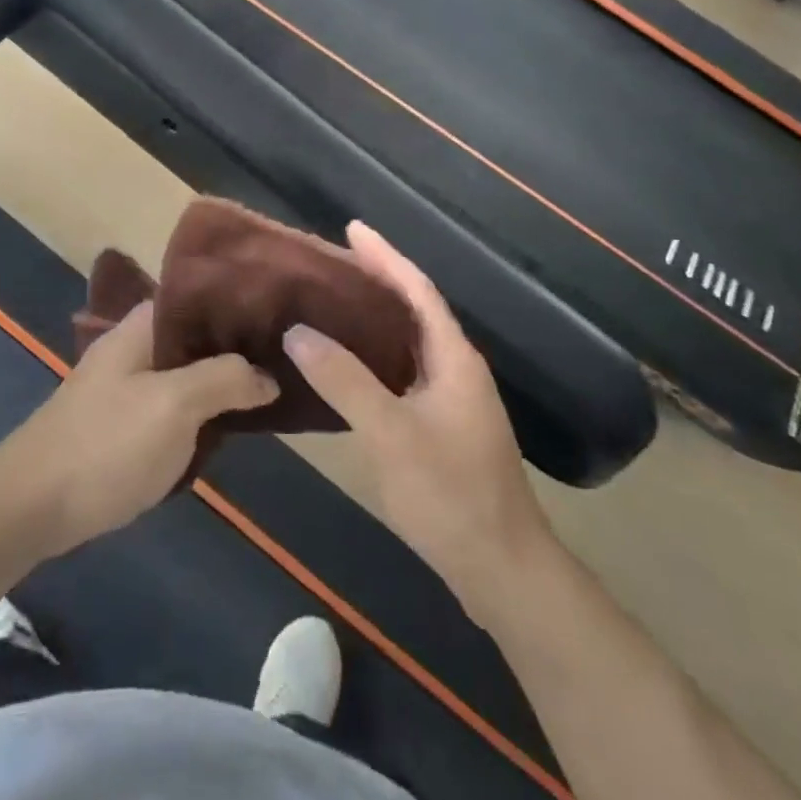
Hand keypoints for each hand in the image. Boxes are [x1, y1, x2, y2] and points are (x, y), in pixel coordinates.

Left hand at [0, 301, 279, 558]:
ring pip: (186, 373)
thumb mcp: (174, 404)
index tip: (279, 315)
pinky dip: (201, 410)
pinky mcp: (123, 425)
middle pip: (195, 336)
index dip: (237, 302)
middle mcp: (134, 349)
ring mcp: (126, 388)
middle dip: (236, 346)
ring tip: (270, 387)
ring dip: (221, 381)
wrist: (32, 507)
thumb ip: (225, 379)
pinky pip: (173, 406)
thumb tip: (268, 375)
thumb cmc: (106, 444)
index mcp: (141, 328)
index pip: (197, 296)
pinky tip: (229, 424)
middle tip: (285, 357)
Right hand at [284, 223, 552, 623]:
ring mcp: (453, 400)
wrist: (503, 570)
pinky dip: (377, 355)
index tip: (351, 228)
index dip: (385, 256)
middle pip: (415, 309)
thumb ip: (345, 380)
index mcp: (453, 358)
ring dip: (376, 317)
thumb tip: (297, 331)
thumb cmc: (450, 495)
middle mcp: (457, 369)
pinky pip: (405, 371)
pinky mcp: (444, 427)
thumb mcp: (391, 434)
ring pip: (410, 342)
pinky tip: (349, 365)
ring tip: (333, 302)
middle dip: (378, 279)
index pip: (417, 289)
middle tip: (331, 262)